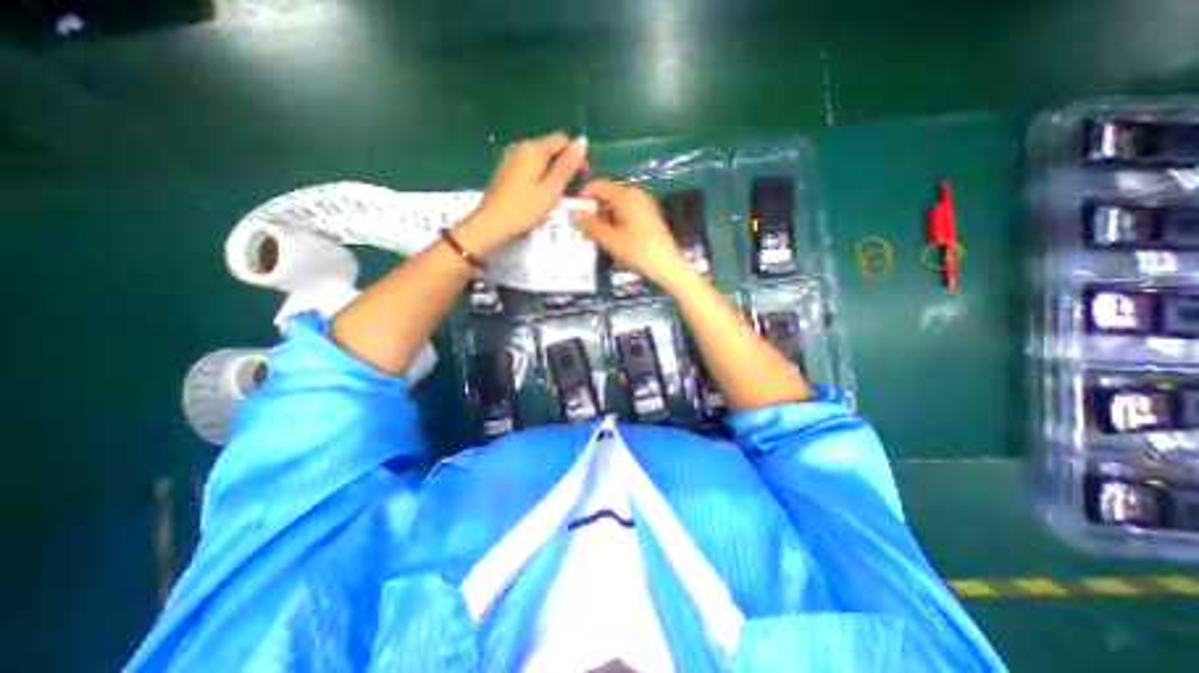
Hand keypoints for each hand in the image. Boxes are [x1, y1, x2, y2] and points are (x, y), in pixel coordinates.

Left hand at [456, 131, 588, 256]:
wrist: (492, 223)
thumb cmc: (524, 208)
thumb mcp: (551, 189)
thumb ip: (567, 166)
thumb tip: (583, 141)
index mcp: (533, 149)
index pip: (562, 140)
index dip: (575, 155)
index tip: (583, 177)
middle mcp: (520, 148)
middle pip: (550, 148)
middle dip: (564, 165)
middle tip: (572, 190)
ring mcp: (511, 160)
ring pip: (540, 159)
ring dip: (552, 172)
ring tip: (558, 195)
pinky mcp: (506, 172)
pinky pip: (529, 168)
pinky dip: (540, 177)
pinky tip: (541, 195)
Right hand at [573, 179, 693, 287]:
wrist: (668, 267)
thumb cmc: (638, 252)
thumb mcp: (610, 240)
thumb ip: (590, 225)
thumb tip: (573, 213)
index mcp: (626, 195)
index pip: (597, 186)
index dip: (582, 198)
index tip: (574, 216)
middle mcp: (636, 195)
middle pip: (607, 195)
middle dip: (593, 211)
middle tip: (583, 232)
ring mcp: (644, 205)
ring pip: (616, 206)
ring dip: (603, 219)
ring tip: (597, 239)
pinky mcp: (648, 217)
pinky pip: (625, 213)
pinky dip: (615, 223)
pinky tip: (612, 240)